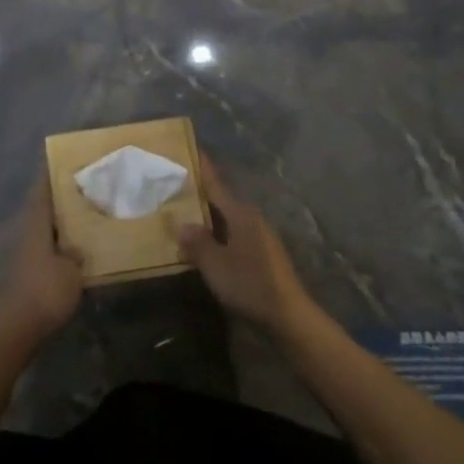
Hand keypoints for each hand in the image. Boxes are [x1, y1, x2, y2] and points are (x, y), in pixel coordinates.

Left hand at [0, 179, 83, 347]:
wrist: (9, 330)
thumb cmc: (43, 292)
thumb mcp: (72, 272)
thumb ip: (77, 254)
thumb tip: (78, 246)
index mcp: (35, 221)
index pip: (43, 187)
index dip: (53, 172)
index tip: (68, 160)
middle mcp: (24, 230)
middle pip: (42, 205)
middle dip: (61, 197)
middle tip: (86, 188)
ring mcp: (19, 252)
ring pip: (42, 227)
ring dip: (59, 222)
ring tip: (85, 217)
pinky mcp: (20, 273)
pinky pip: (43, 248)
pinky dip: (57, 244)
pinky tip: (73, 250)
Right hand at [179, 154, 315, 336]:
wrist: (288, 317)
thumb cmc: (250, 284)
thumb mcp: (215, 264)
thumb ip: (196, 242)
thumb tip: (180, 223)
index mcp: (240, 213)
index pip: (216, 183)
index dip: (202, 166)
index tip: (190, 147)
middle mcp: (251, 218)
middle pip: (221, 199)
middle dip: (199, 192)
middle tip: (174, 184)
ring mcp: (259, 236)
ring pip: (227, 218)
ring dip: (207, 215)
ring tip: (183, 214)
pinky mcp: (262, 255)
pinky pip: (232, 234)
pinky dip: (216, 233)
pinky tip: (204, 244)